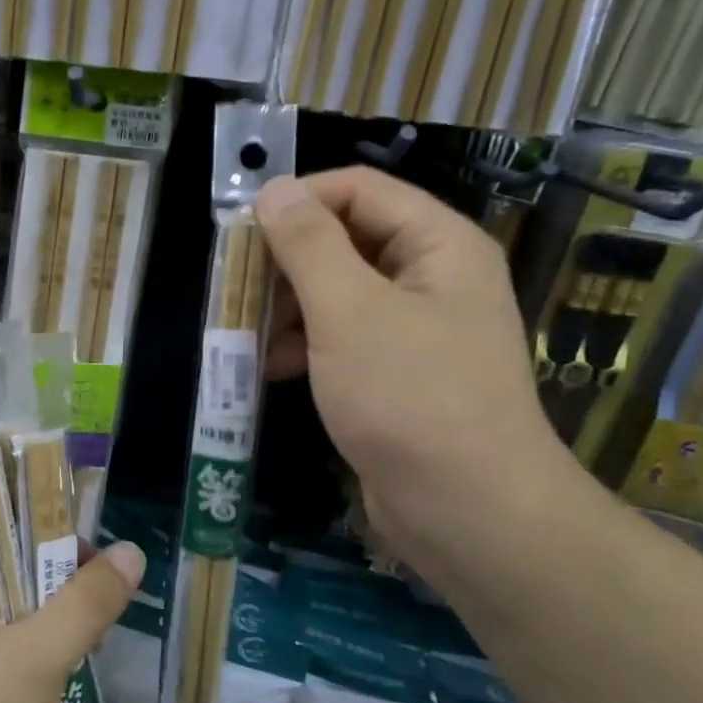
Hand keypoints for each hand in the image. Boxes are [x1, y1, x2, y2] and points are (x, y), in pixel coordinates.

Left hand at [0, 541, 144, 702]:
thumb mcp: (35, 656)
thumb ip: (86, 602)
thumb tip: (131, 552)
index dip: (40, 533)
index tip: (90, 549)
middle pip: (13, 581)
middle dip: (61, 589)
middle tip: (104, 599)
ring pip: (24, 629)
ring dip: (62, 634)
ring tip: (99, 639)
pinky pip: (24, 672)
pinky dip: (54, 672)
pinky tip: (81, 682)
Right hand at [255, 167, 572, 563]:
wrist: (468, 512)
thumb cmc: (409, 398)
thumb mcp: (349, 312)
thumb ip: (308, 245)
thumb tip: (274, 190)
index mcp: (438, 244)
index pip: (359, 190)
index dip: (298, 200)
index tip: (239, 231)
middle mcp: (433, 277)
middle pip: (347, 240)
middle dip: (287, 261)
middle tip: (234, 287)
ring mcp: (417, 329)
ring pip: (340, 293)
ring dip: (289, 307)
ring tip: (244, 332)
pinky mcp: (399, 375)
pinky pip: (345, 338)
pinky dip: (306, 346)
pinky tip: (271, 369)